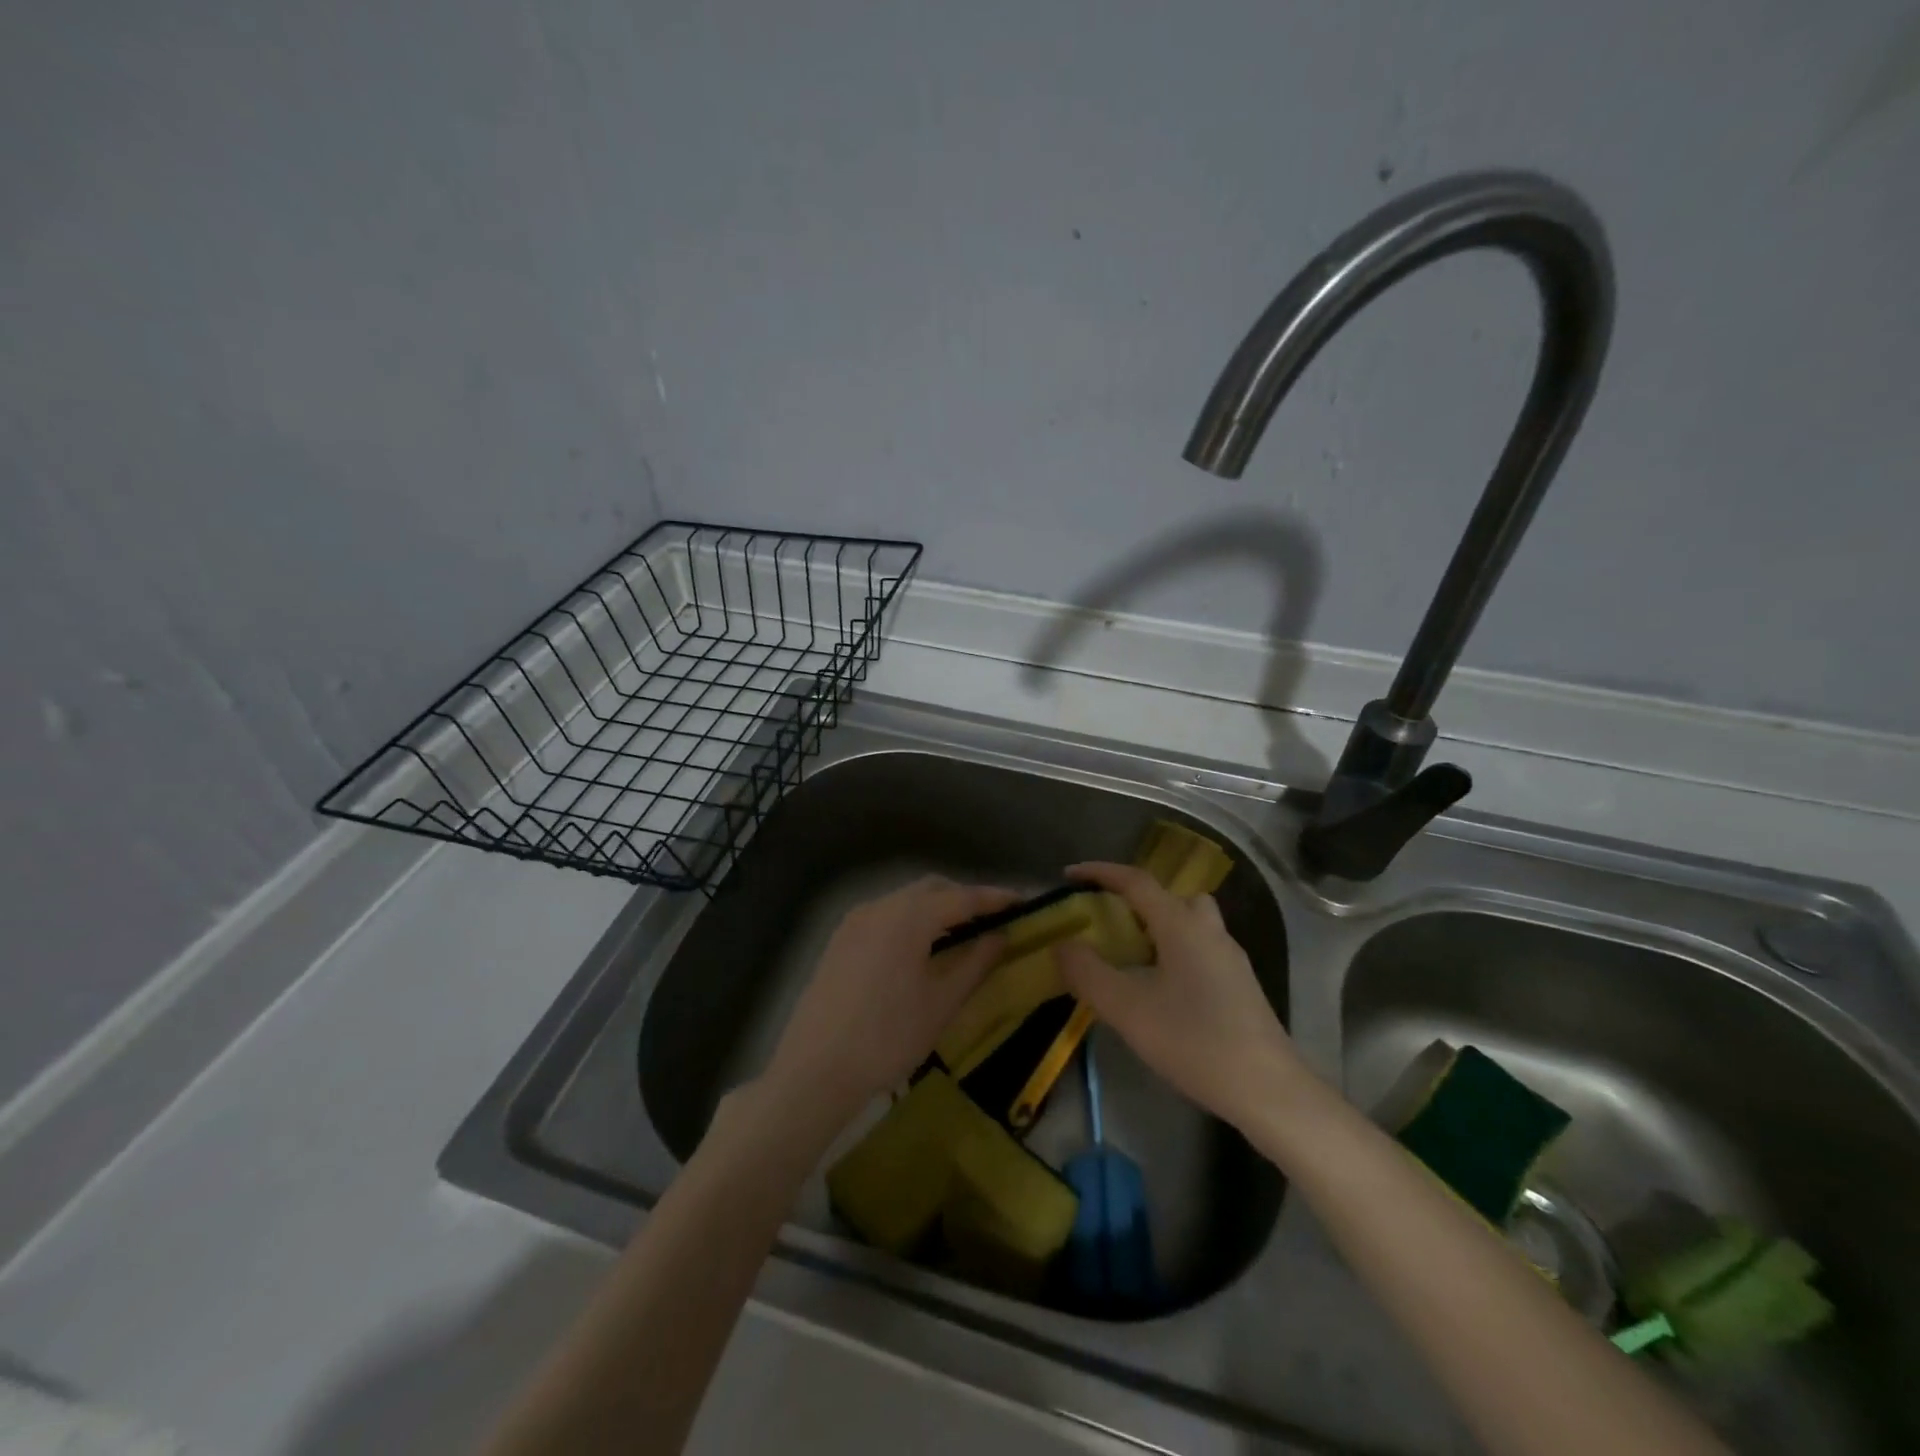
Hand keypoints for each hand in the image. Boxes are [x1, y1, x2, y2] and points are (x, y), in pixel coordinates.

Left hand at [762, 876, 1017, 1126]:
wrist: (815, 1069)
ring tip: (961, 934)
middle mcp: (881, 906)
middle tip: (993, 920)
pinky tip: (921, 948)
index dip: (995, 898)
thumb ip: (976, 963)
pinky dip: (911, 920)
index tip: (1024, 902)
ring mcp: (855, 920)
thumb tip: (1001, 936)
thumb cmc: (887, 1037)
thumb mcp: (941, 1003)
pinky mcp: (840, 939)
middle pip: (932, 889)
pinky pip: (885, 915)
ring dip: (936, 908)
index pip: (962, 897)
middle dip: (965, 898)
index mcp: (909, 916)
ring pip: (905, 900)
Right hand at [1055, 862, 1301, 1128]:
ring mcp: (1229, 956)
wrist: (1269, 1090)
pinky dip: (1172, 948)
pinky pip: (1198, 946)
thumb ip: (1089, 973)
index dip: (1100, 873)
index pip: (1136, 881)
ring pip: (1188, 920)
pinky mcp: (1238, 983)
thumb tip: (1063, 945)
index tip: (1069, 875)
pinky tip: (1159, 986)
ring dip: (1156, 924)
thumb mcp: (1129, 1010)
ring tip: (1128, 954)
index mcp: (1181, 924)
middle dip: (1133, 898)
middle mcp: (1208, 929)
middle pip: (1168, 895)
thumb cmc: (1195, 1042)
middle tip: (1105, 919)